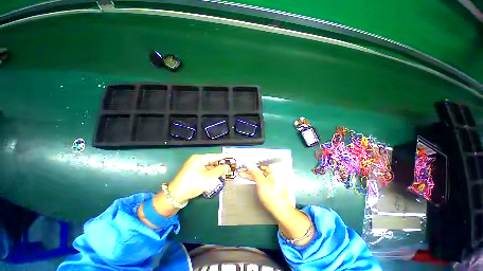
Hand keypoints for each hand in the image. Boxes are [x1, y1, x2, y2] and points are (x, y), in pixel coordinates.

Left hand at [168, 153, 228, 202]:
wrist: (175, 195)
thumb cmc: (193, 184)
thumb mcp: (208, 178)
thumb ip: (218, 170)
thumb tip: (226, 166)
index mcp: (199, 158)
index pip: (215, 156)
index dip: (224, 156)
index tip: (232, 155)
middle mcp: (196, 159)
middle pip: (211, 159)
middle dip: (220, 163)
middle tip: (229, 165)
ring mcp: (194, 165)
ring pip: (208, 164)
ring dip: (215, 167)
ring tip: (224, 170)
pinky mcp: (192, 170)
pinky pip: (204, 168)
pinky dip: (210, 171)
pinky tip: (215, 174)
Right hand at [239, 166, 293, 218]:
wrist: (281, 211)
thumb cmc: (275, 198)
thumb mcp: (262, 183)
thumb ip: (255, 172)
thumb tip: (250, 164)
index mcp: (276, 169)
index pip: (261, 164)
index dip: (251, 164)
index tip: (245, 165)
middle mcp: (276, 172)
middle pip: (260, 168)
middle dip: (250, 169)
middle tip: (242, 169)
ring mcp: (274, 178)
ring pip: (260, 174)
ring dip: (251, 174)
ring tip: (242, 173)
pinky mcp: (272, 184)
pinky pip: (262, 178)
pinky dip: (255, 178)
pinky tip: (248, 177)